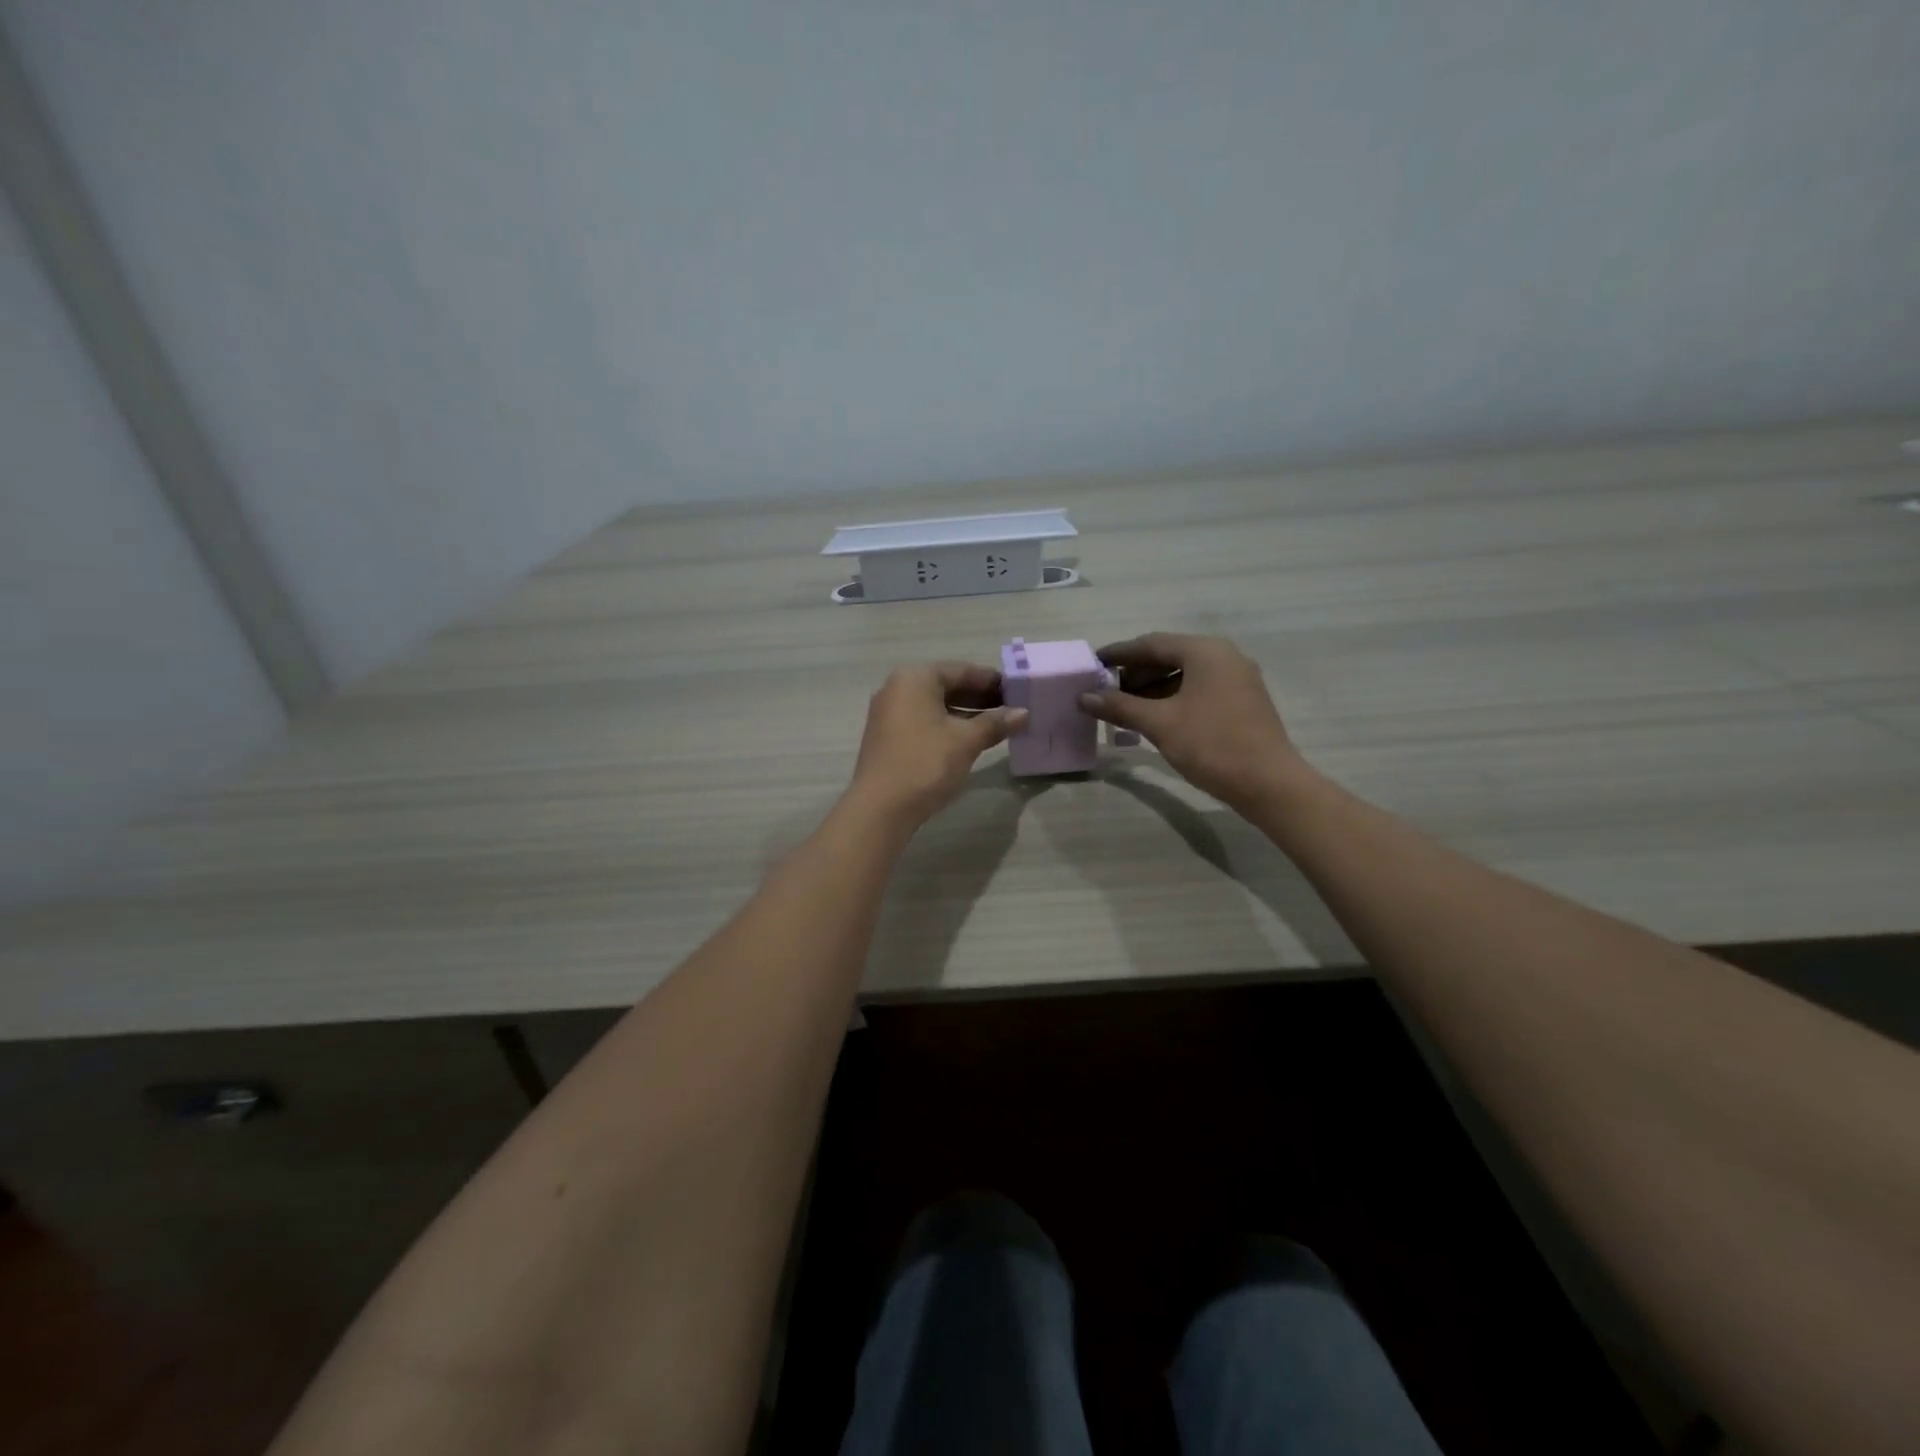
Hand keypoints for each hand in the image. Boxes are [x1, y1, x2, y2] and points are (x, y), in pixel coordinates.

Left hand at [846, 663, 1027, 829]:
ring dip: (966, 714)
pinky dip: (947, 726)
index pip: (961, 670)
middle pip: (947, 685)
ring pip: (935, 705)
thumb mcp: (966, 741)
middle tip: (1011, 709)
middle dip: (980, 697)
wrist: (880, 808)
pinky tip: (970, 740)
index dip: (992, 681)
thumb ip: (995, 723)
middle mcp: (897, 688)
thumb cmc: (926, 763)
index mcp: (915, 678)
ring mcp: (889, 713)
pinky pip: (924, 721)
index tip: (1018, 691)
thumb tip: (1023, 713)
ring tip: (997, 726)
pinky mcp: (887, 736)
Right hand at [1080, 633, 1310, 810]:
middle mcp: (1224, 656)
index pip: (1152, 644)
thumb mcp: (1160, 724)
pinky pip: (1199, 689)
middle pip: (1170, 656)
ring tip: (1126, 707)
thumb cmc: (1212, 745)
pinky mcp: (1243, 700)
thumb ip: (1120, 706)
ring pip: (1185, 674)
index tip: (1093, 663)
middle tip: (1107, 691)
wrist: (1268, 783)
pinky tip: (1155, 717)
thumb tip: (1084, 697)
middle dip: (1136, 673)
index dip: (1119, 654)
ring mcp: (1237, 679)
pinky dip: (1174, 697)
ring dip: (1153, 687)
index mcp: (1205, 652)